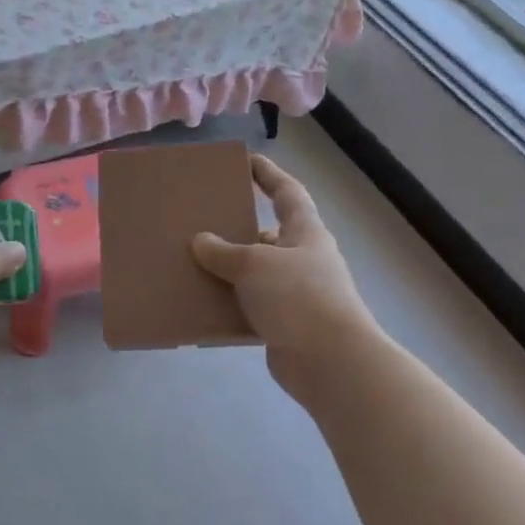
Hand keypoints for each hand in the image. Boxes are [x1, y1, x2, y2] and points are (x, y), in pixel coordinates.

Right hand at [190, 154, 378, 400]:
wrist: (331, 363)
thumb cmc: (298, 297)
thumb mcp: (254, 264)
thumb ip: (223, 251)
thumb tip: (200, 241)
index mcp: (305, 232)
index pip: (288, 192)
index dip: (268, 174)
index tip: (247, 161)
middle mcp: (304, 259)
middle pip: (269, 235)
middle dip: (239, 228)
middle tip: (203, 220)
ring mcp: (297, 294)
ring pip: (257, 274)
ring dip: (230, 270)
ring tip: (193, 263)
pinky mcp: (286, 326)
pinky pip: (251, 307)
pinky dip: (230, 304)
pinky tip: (203, 304)